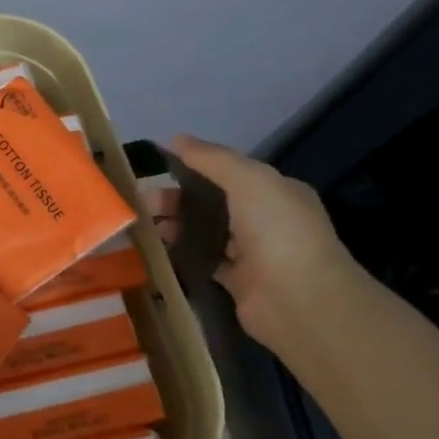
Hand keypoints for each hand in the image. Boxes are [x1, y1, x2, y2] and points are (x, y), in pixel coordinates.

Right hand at [157, 137, 364, 345]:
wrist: (298, 299)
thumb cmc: (277, 229)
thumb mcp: (248, 179)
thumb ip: (211, 158)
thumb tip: (175, 139)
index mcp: (275, 191)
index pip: (229, 173)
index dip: (194, 168)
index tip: (157, 169)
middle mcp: (265, 220)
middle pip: (212, 202)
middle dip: (176, 199)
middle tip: (141, 202)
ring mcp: (251, 253)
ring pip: (205, 231)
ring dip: (175, 226)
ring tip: (142, 226)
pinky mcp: (236, 282)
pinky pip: (202, 260)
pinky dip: (181, 254)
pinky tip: (156, 249)